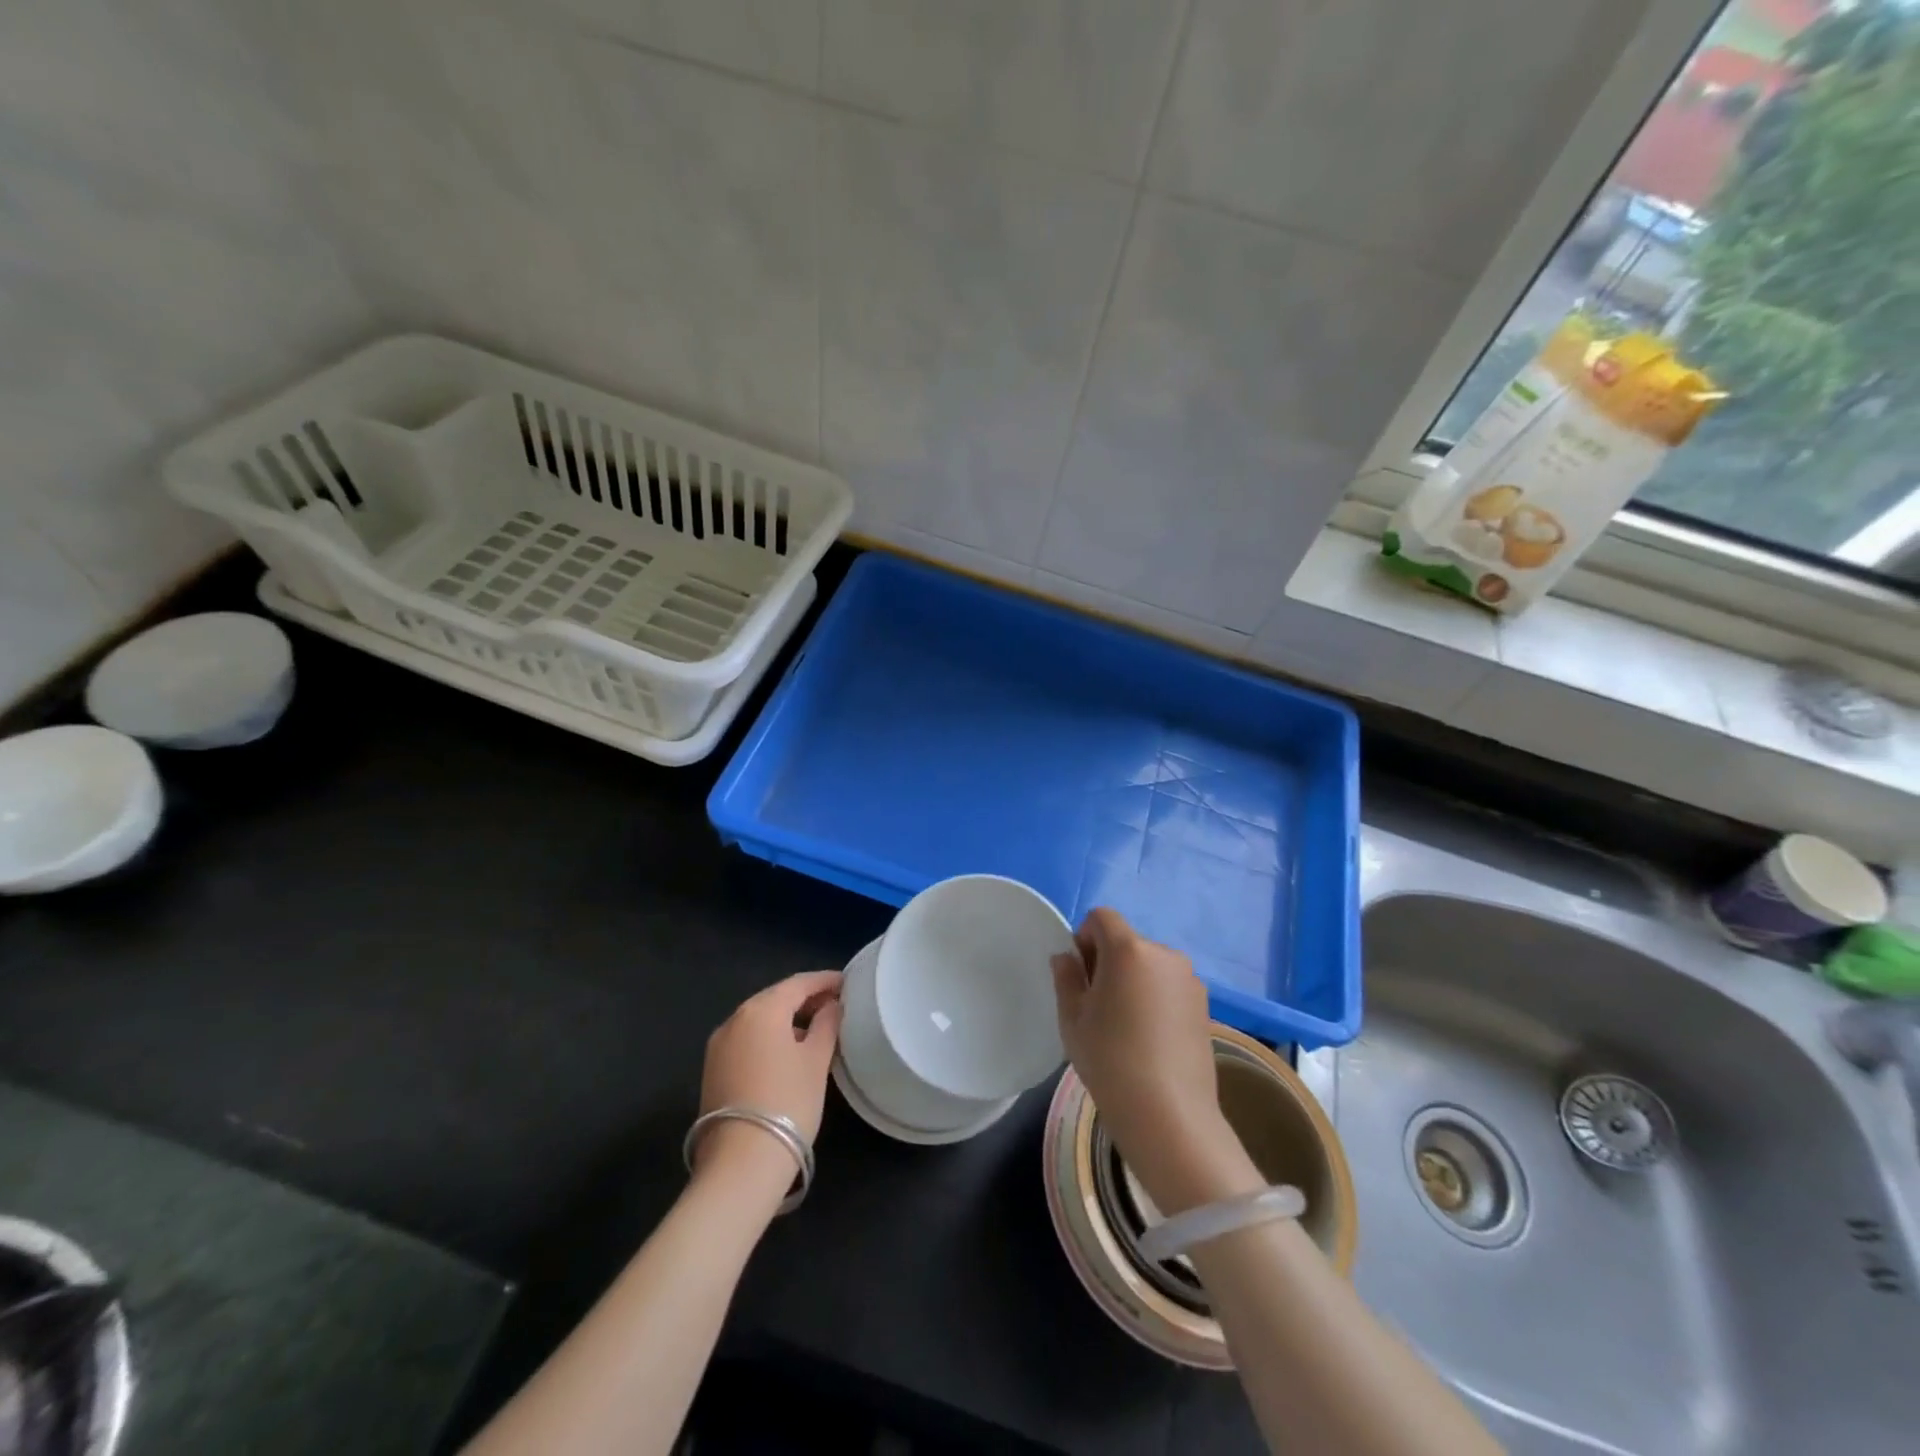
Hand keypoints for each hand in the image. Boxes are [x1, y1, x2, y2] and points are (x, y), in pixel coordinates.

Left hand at [695, 971, 843, 1186]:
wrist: (740, 1162)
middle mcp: (734, 1019)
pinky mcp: (713, 1070)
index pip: (798, 983)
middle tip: (834, 1004)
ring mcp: (719, 1045)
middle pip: (775, 998)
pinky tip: (788, 1051)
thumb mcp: (817, 1060)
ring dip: (786, 1018)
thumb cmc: (788, 1101)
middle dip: (805, 998)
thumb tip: (831, 1005)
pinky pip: (747, 1039)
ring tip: (816, 1028)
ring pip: (759, 1019)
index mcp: (761, 1009)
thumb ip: (827, 1024)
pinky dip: (769, 1036)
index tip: (847, 982)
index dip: (824, 980)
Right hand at [1051, 910, 1256, 1213]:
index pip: (1101, 917)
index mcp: (1128, 949)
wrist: (1168, 1114)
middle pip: (1126, 941)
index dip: (1084, 938)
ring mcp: (1189, 980)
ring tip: (1125, 1025)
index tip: (1080, 976)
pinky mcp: (1205, 1005)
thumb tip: (1067, 957)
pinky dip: (1155, 998)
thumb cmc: (1110, 1059)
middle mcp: (1164, 954)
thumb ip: (1066, 978)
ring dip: (1133, 980)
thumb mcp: (1072, 1018)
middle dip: (1108, 961)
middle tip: (1098, 1005)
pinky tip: (1149, 1038)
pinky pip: (1169, 987)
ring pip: (1149, 965)